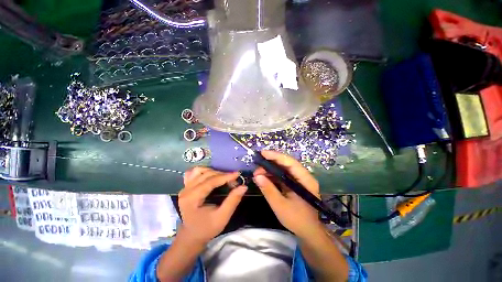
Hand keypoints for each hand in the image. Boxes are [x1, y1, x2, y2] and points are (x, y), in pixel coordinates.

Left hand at [177, 167, 246, 244]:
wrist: (192, 235)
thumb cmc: (207, 228)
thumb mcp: (222, 218)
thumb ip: (233, 201)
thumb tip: (243, 187)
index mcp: (192, 198)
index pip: (210, 181)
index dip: (225, 176)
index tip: (237, 174)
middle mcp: (186, 190)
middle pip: (206, 174)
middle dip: (222, 175)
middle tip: (233, 181)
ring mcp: (185, 187)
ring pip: (200, 171)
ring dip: (214, 172)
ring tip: (223, 178)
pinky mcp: (186, 187)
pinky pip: (193, 173)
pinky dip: (203, 171)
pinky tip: (211, 175)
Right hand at [253, 150, 321, 237]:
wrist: (308, 231)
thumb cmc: (297, 220)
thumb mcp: (280, 206)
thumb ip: (269, 190)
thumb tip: (257, 176)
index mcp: (305, 180)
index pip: (290, 163)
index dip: (276, 156)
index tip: (263, 153)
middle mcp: (303, 176)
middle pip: (286, 163)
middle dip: (271, 163)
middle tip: (257, 166)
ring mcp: (299, 180)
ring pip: (283, 169)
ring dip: (270, 169)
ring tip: (258, 173)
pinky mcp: (294, 183)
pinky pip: (282, 175)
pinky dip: (272, 175)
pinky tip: (264, 177)